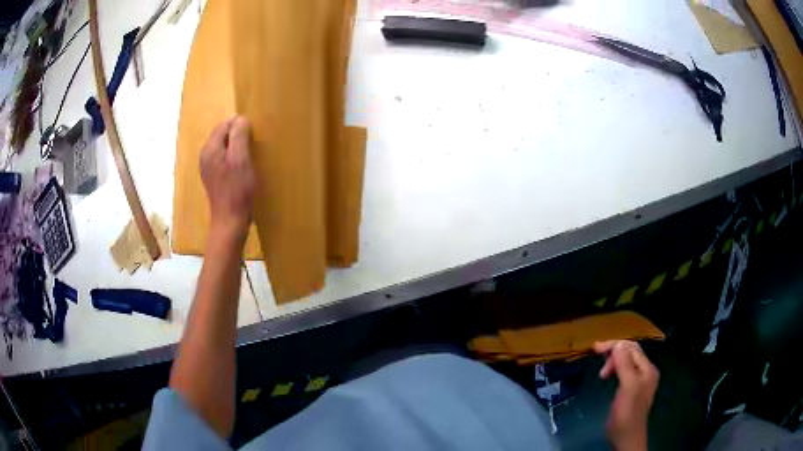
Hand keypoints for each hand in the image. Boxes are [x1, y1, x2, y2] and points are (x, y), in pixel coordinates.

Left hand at [200, 116, 255, 238]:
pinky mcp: (212, 177)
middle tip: (252, 148)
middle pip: (222, 134)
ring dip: (236, 148)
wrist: (230, 221)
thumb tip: (240, 118)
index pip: (225, 124)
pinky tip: (241, 169)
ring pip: (223, 147)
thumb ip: (239, 136)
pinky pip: (223, 158)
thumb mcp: (241, 159)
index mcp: (210, 148)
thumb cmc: (237, 190)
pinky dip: (232, 158)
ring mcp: (207, 167)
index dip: (240, 127)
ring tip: (248, 158)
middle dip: (237, 136)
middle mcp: (205, 155)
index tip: (253, 138)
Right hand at [594, 340, 658, 450]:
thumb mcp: (628, 387)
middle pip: (630, 352)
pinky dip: (615, 368)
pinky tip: (607, 374)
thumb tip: (617, 344)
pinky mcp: (631, 389)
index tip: (596, 349)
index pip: (632, 348)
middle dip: (614, 351)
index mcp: (647, 368)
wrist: (626, 437)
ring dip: (613, 361)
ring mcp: (639, 380)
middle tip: (596, 356)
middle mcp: (645, 371)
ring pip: (626, 361)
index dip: (615, 345)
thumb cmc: (627, 413)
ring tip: (602, 372)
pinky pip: (624, 371)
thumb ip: (625, 365)